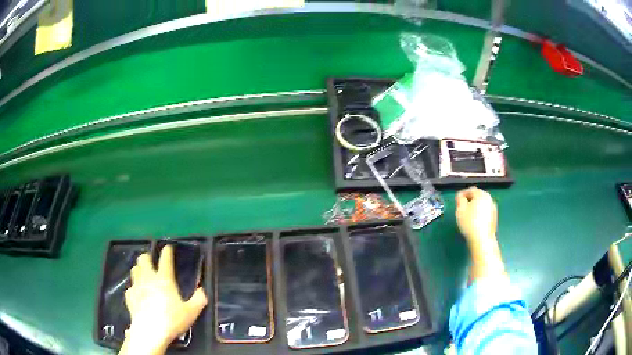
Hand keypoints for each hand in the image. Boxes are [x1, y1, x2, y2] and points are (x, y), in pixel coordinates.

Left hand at [119, 246, 206, 354]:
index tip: (168, 247)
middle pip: (143, 259)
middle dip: (147, 257)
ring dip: (139, 270)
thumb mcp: (191, 312)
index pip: (165, 260)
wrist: (150, 330)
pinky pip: (130, 287)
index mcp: (164, 279)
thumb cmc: (172, 320)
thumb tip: (202, 290)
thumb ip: (199, 300)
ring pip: (134, 270)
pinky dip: (134, 288)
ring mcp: (136, 286)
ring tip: (143, 275)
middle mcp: (148, 278)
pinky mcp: (129, 296)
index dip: (167, 252)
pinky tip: (138, 295)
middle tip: (151, 261)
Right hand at [455, 187, 505, 281]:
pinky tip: (474, 222)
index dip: (462, 194)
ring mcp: (493, 208)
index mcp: (481, 194)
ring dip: (475, 208)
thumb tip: (461, 196)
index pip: (471, 189)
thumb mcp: (460, 209)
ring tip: (467, 216)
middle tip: (461, 208)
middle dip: (469, 200)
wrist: (482, 239)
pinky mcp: (494, 218)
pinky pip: (485, 212)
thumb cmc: (470, 222)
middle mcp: (489, 199)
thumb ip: (460, 199)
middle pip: (477, 196)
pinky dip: (480, 214)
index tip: (457, 201)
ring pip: (482, 204)